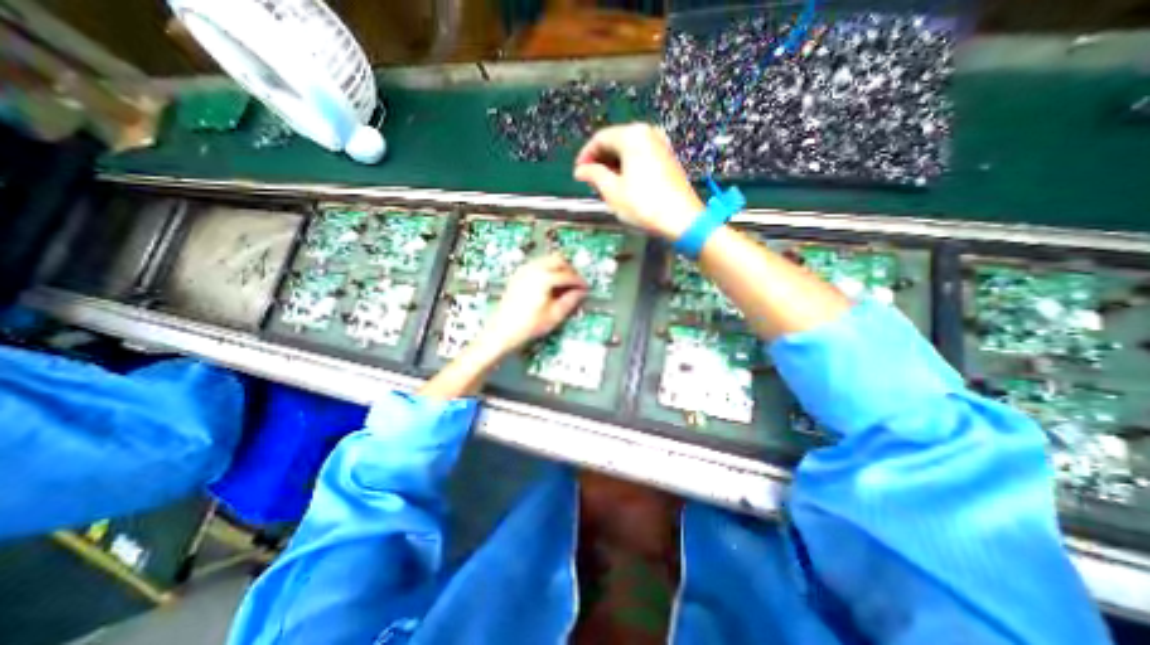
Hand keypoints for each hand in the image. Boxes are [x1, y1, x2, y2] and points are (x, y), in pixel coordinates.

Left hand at [475, 253, 587, 356]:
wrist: (502, 330)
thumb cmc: (529, 325)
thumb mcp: (554, 316)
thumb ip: (570, 301)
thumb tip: (581, 292)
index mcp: (544, 278)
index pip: (568, 275)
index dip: (579, 281)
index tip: (586, 288)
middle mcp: (534, 269)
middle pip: (558, 259)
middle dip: (569, 269)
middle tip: (576, 283)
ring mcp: (524, 270)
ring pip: (547, 259)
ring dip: (558, 268)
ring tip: (564, 284)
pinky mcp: (518, 275)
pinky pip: (537, 264)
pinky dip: (547, 269)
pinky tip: (549, 284)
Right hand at [573, 122, 706, 239]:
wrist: (682, 219)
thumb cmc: (644, 205)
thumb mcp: (612, 191)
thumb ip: (594, 175)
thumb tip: (581, 170)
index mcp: (632, 136)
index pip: (600, 139)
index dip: (586, 155)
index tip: (578, 172)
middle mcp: (648, 133)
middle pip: (616, 141)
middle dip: (600, 160)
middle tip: (590, 180)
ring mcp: (661, 144)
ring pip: (629, 149)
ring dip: (614, 164)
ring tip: (605, 185)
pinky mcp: (668, 158)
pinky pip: (642, 156)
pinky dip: (629, 166)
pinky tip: (624, 184)